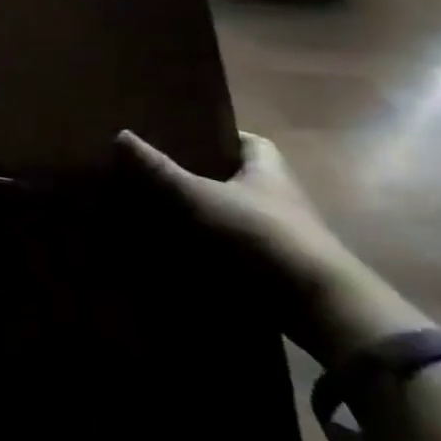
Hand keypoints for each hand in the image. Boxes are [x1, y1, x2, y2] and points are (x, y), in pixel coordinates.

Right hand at [116, 129, 426, 362]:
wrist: (320, 306)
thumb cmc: (263, 234)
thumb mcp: (202, 197)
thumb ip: (161, 170)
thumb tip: (120, 134)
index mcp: (268, 169)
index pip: (247, 141)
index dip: (217, 135)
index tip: (182, 134)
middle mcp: (278, 198)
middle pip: (235, 177)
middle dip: (200, 175)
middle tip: (155, 170)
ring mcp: (278, 236)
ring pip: (232, 215)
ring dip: (202, 215)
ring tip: (154, 208)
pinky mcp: (274, 270)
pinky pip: (233, 250)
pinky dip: (208, 249)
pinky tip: (174, 248)